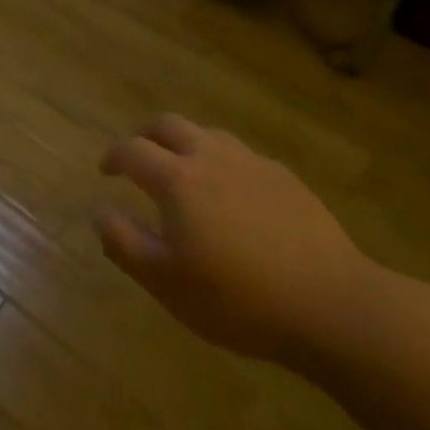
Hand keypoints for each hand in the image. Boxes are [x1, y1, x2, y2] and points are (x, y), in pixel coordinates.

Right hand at [95, 114, 382, 371]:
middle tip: (138, 155)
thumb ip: (125, 244)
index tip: (105, 170)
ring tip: (183, 171)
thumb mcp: (167, 284)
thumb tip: (99, 212)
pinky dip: (222, 162)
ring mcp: (252, 163)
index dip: (113, 156)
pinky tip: (231, 194)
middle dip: (146, 134)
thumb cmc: (238, 300)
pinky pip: (241, 156)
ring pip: (208, 135)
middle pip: (169, 125)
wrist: (330, 304)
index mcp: (177, 180)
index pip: (133, 150)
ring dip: (185, 143)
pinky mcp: (285, 178)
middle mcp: (211, 157)